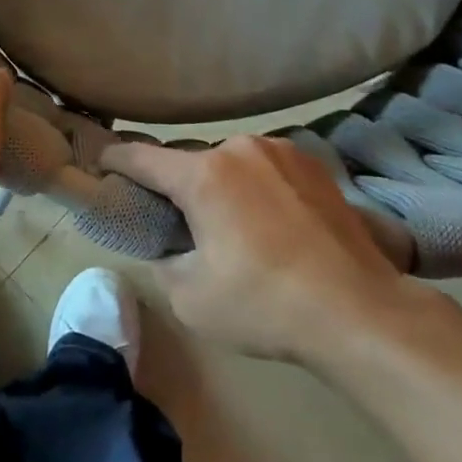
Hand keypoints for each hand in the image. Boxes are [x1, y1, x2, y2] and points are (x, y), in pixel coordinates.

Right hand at [102, 136, 436, 365]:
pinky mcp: (315, 166)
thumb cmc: (265, 305)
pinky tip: (270, 221)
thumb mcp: (191, 299)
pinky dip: (255, 186)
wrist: (361, 312)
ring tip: (229, 222)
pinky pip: (266, 168)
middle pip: (189, 161)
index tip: (100, 162)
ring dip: (219, 184)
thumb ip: (165, 262)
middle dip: (175, 184)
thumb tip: (171, 246)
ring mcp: (282, 152)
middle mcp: (240, 149)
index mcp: (203, 174)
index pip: (142, 156)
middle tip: (174, 217)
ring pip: (230, 162)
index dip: (115, 159)